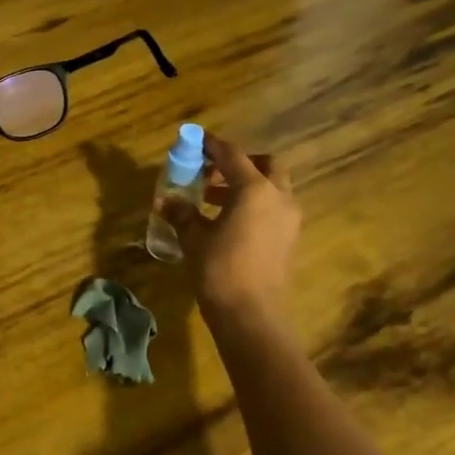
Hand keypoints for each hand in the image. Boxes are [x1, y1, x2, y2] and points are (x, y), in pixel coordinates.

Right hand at [163, 134, 302, 320]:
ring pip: (271, 187)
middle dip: (239, 163)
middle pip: (264, 165)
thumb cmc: (220, 269)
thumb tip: (166, 200)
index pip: (232, 155)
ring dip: (245, 184)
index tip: (195, 140)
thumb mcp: (194, 237)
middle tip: (212, 171)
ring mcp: (288, 218)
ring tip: (211, 197)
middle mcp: (278, 197)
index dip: (211, 145)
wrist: (251, 315)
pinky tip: (227, 220)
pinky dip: (253, 203)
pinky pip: (273, 207)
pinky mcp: (288, 238)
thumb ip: (182, 212)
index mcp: (255, 190)